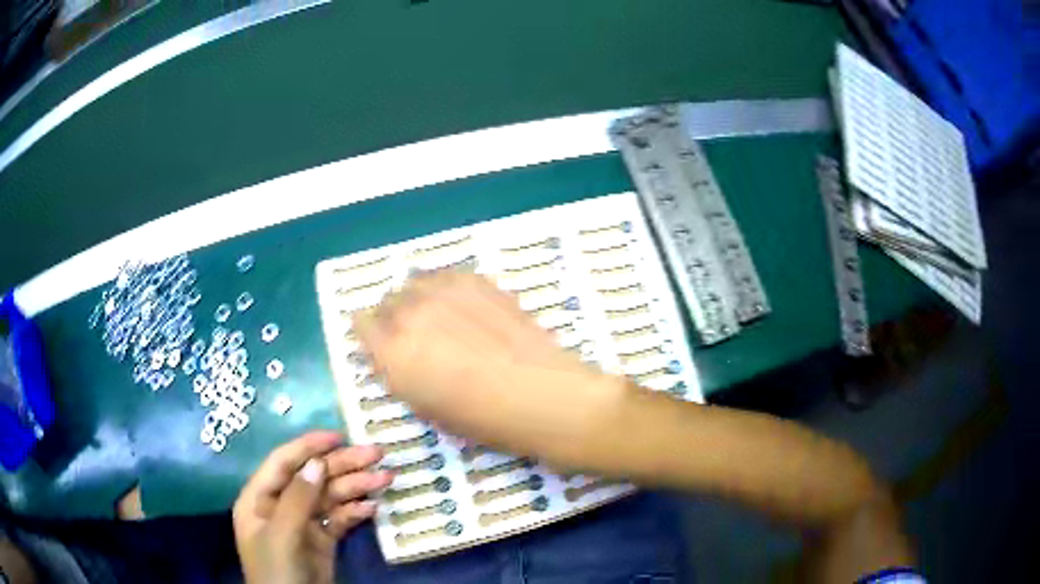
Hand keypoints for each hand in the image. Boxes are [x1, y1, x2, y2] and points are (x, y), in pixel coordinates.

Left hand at [233, 432, 392, 583]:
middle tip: (376, 454)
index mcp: (260, 498)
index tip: (338, 435)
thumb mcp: (282, 535)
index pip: (283, 463)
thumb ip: (297, 499)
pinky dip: (356, 512)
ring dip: (357, 487)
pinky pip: (340, 519)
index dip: (307, 446)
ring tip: (386, 479)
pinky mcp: (323, 540)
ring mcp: (304, 523)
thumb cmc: (277, 570)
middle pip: (312, 477)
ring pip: (331, 497)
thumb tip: (316, 463)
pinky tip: (374, 508)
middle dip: (343, 465)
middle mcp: (281, 505)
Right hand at [354, 272, 623, 464]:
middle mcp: (408, 314)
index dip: (371, 333)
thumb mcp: (426, 407)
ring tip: (440, 316)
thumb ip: (400, 373)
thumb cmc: (481, 418)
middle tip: (416, 335)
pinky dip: (446, 288)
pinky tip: (464, 306)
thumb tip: (395, 353)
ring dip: (419, 298)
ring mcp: (442, 292)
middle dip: (394, 317)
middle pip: (387, 301)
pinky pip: (445, 276)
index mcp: (390, 352)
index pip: (361, 325)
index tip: (382, 342)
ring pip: (415, 283)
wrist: (538, 394)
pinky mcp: (474, 281)